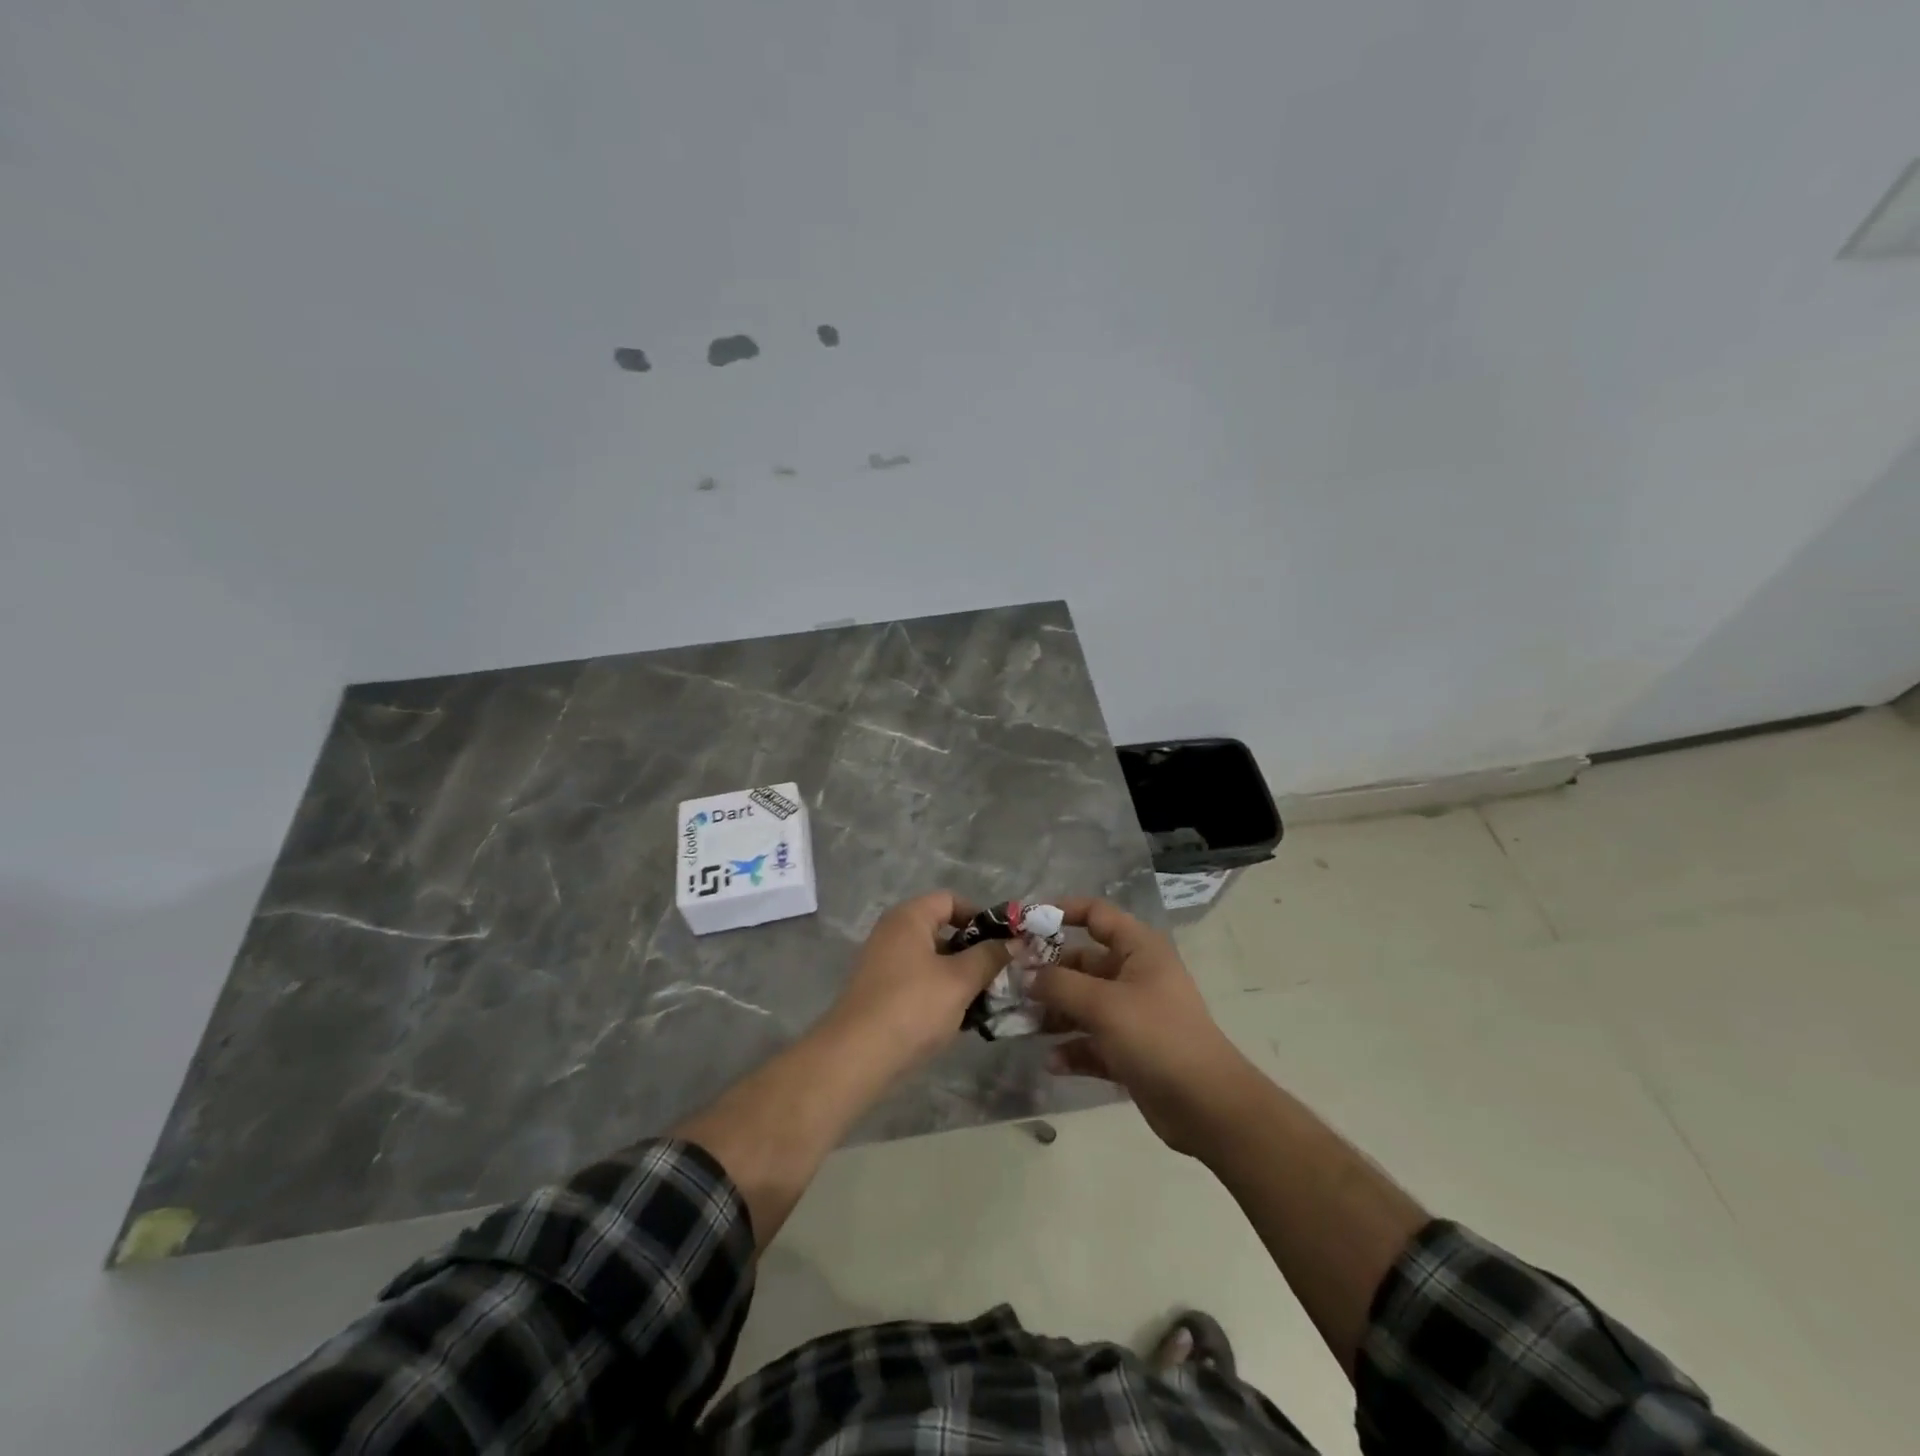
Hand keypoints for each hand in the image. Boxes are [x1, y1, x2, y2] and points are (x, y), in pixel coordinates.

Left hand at [825, 892, 1008, 1074]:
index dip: (981, 916)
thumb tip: (1016, 941)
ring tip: (988, 1000)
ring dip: (962, 976)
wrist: (856, 1057)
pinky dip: (942, 993)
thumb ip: (990, 957)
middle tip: (1002, 974)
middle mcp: (893, 933)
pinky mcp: (882, 993)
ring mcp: (884, 964)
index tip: (1005, 942)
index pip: (951, 900)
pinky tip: (963, 1018)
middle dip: (975, 951)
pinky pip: (920, 982)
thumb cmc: (913, 1006)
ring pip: (933, 960)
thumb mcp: (960, 980)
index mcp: (909, 918)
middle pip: (943, 930)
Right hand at [1031, 897, 1255, 1154]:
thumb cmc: (1156, 1037)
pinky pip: (1092, 1041)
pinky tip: (1052, 1062)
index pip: (1096, 914)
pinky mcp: (1130, 1050)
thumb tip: (1027, 975)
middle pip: (1083, 962)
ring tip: (1022, 1026)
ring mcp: (1133, 1014)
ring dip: (1054, 1014)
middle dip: (1048, 974)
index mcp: (1138, 949)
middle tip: (1012, 986)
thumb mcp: (1103, 1004)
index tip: (1025, 923)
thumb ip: (1059, 985)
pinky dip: (1073, 1049)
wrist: (1207, 1106)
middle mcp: (1135, 975)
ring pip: (1084, 1004)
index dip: (1062, 911)